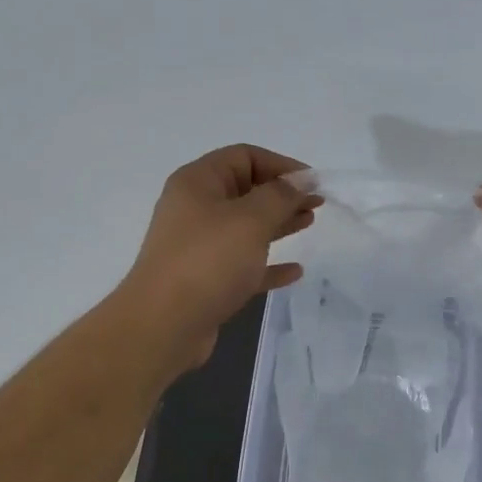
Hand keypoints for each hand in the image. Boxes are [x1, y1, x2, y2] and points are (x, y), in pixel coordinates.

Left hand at [119, 144, 317, 371]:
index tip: (313, 182)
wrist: (164, 325)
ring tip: (309, 223)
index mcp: (198, 183)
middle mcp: (195, 209)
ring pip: (246, 227)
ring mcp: (199, 246)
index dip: (281, 164)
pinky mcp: (206, 280)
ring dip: (278, 224)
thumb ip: (280, 196)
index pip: (244, 156)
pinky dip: (268, 264)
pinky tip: (295, 272)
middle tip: (317, 203)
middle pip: (246, 190)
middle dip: (283, 194)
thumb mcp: (250, 220)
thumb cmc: (208, 261)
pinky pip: (243, 265)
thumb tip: (300, 181)